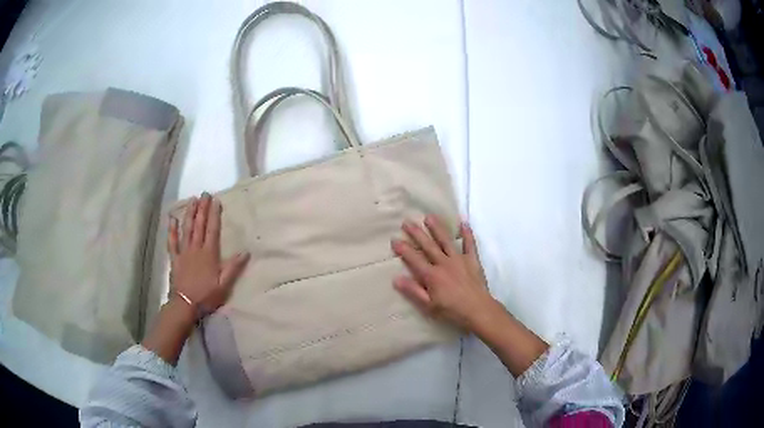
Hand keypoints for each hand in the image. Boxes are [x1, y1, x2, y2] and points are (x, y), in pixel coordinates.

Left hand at [168, 193, 249, 316]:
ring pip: (186, 229)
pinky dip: (172, 230)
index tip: (216, 200)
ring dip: (189, 213)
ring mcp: (183, 252)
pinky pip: (172, 241)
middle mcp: (195, 248)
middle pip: (199, 225)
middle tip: (204, 193)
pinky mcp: (174, 258)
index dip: (214, 214)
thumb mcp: (224, 285)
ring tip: (192, 200)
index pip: (212, 230)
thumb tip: (246, 252)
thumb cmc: (206, 296)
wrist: (185, 305)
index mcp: (209, 254)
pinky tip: (172, 219)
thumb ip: (233, 268)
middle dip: (202, 208)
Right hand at [391, 215, 493, 330]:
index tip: (394, 239)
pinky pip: (470, 245)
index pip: (414, 259)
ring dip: (437, 228)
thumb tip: (396, 278)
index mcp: (431, 275)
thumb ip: (413, 291)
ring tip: (429, 216)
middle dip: (416, 233)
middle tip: (407, 222)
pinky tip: (464, 223)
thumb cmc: (452, 311)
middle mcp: (444, 263)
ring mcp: (459, 260)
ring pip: (446, 241)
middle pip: (428, 246)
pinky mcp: (472, 261)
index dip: (403, 249)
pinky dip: (467, 234)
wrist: (478, 310)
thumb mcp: (428, 305)